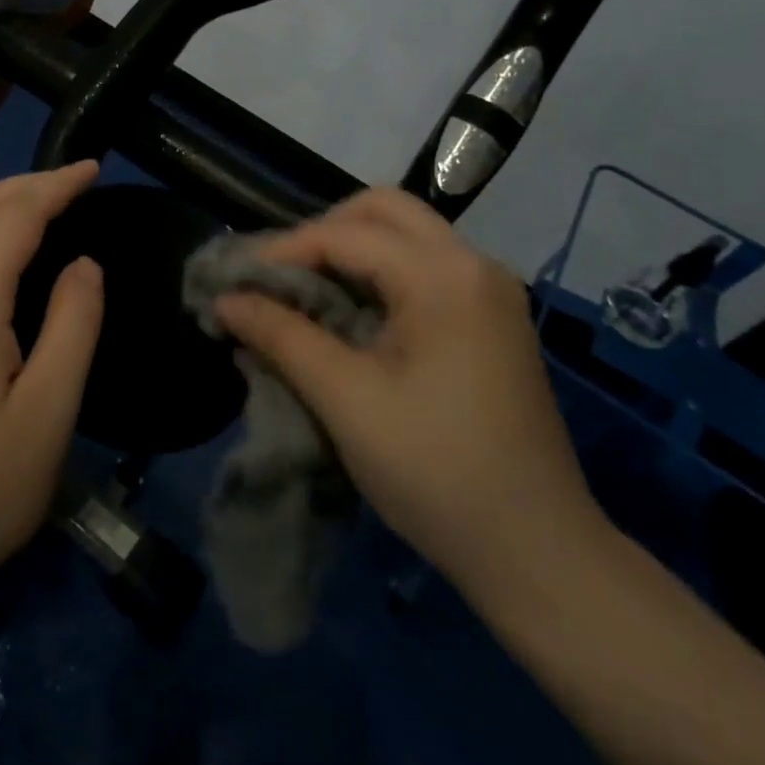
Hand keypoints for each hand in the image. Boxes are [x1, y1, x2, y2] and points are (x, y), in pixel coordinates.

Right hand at [214, 187, 601, 587]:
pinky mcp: (493, 319)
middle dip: (323, 232)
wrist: (538, 553)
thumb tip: (225, 300)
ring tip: (305, 294)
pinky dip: (380, 275)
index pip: (345, 234)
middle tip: (280, 276)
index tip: (238, 281)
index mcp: (444, 276)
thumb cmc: (436, 472)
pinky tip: (350, 315)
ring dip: (351, 251)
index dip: (283, 251)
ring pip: (407, 236)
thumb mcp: (345, 400)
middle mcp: (474, 265)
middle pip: (385, 211)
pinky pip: (425, 268)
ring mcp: (490, 291)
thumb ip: (281, 336)